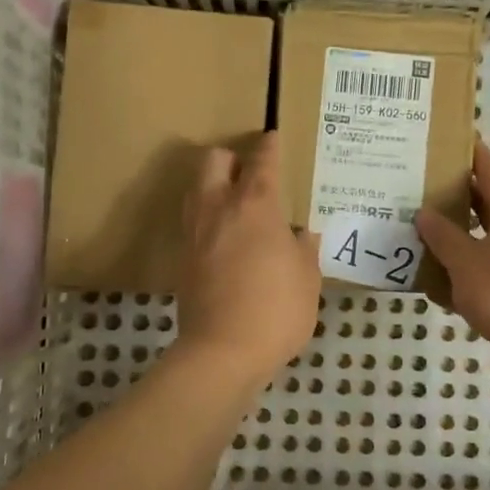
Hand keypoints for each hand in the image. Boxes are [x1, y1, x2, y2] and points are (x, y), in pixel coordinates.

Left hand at [176, 132, 321, 386]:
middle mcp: (218, 209)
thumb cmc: (276, 310)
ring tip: (234, 202)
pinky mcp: (182, 258)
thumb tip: (303, 234)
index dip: (269, 147)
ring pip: (196, 188)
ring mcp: (195, 232)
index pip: (261, 162)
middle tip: (250, 173)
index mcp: (255, 206)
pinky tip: (224, 237)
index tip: (273, 138)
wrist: (222, 351)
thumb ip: (305, 250)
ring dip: (212, 185)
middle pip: (213, 161)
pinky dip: (207, 218)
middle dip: (231, 158)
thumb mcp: (307, 279)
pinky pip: (192, 221)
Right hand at [416, 138, 489, 363]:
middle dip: (454, 198)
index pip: (489, 172)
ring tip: (417, 234)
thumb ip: (444, 237)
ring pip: (481, 243)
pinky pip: (483, 276)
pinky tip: (433, 284)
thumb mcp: (467, 261)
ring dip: (454, 240)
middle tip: (418, 187)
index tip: (451, 136)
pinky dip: (460, 276)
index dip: (471, 153)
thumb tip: (425, 214)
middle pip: (484, 207)